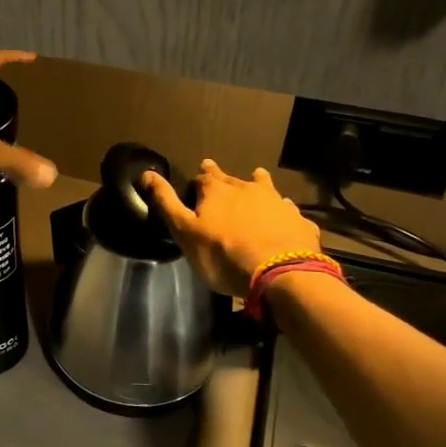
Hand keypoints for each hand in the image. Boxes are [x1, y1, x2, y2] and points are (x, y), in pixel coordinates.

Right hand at [141, 159, 321, 296]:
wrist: (280, 274)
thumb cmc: (223, 254)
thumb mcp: (184, 231)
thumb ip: (165, 202)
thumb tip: (146, 173)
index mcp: (217, 190)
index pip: (203, 178)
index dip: (197, 183)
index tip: (195, 188)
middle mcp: (248, 188)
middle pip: (233, 179)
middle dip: (224, 179)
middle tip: (219, 177)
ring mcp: (277, 202)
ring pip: (265, 186)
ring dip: (258, 184)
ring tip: (257, 178)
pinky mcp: (299, 221)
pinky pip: (289, 211)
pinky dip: (283, 211)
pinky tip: (284, 216)